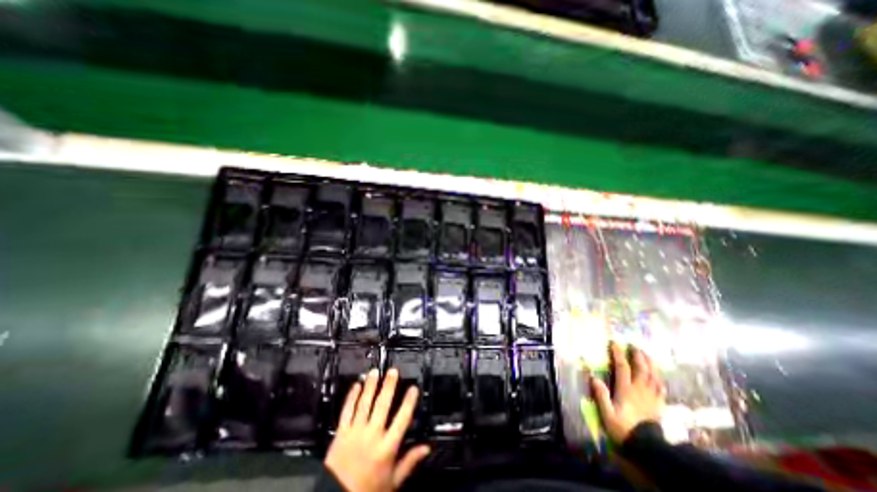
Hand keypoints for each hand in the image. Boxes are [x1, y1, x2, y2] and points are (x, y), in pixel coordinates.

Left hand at [322, 368, 430, 491]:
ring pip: (364, 403)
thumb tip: (426, 448)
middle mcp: (372, 435)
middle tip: (393, 371)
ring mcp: (355, 432)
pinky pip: (347, 410)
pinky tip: (356, 385)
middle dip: (388, 386)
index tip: (413, 388)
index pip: (402, 419)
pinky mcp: (341, 432)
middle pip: (382, 405)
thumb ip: (409, 462)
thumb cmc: (367, 490)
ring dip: (371, 386)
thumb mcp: (393, 481)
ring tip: (375, 372)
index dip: (408, 402)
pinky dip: (352, 397)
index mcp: (387, 447)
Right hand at [592, 345, 668, 443]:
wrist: (647, 448)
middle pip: (642, 369)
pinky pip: (661, 388)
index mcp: (627, 390)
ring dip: (650, 364)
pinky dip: (659, 378)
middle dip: (638, 355)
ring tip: (647, 354)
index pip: (623, 367)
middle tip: (634, 345)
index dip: (619, 354)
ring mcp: (651, 397)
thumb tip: (593, 378)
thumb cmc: (623, 429)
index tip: (614, 343)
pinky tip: (657, 374)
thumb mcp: (607, 414)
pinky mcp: (659, 405)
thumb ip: (601, 396)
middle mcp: (640, 390)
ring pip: (654, 376)